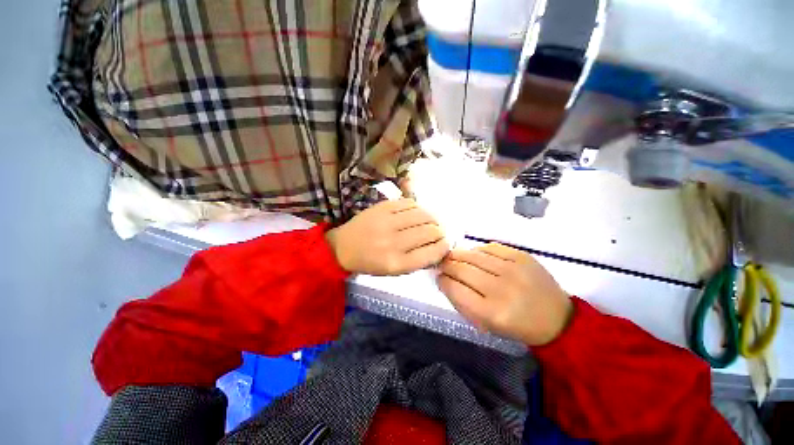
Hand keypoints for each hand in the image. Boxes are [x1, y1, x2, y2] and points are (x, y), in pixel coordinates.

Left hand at [326, 199, 449, 275]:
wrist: (344, 247)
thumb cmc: (371, 262)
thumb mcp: (395, 271)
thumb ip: (418, 260)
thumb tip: (439, 246)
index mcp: (397, 263)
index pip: (432, 252)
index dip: (444, 247)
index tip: (445, 244)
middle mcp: (394, 243)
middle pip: (430, 231)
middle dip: (440, 232)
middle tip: (438, 232)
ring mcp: (387, 222)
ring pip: (423, 215)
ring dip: (432, 218)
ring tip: (430, 222)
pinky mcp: (382, 207)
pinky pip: (410, 203)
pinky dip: (418, 208)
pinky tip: (417, 213)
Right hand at [438, 243, 571, 345]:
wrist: (557, 319)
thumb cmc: (517, 327)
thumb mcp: (486, 326)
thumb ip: (462, 304)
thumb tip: (445, 281)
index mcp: (492, 312)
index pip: (455, 289)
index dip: (442, 280)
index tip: (439, 277)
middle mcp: (501, 288)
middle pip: (462, 269)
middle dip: (446, 265)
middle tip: (442, 265)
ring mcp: (513, 269)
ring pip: (473, 255)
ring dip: (458, 254)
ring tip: (453, 257)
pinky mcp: (522, 256)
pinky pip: (490, 247)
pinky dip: (478, 250)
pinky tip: (475, 255)